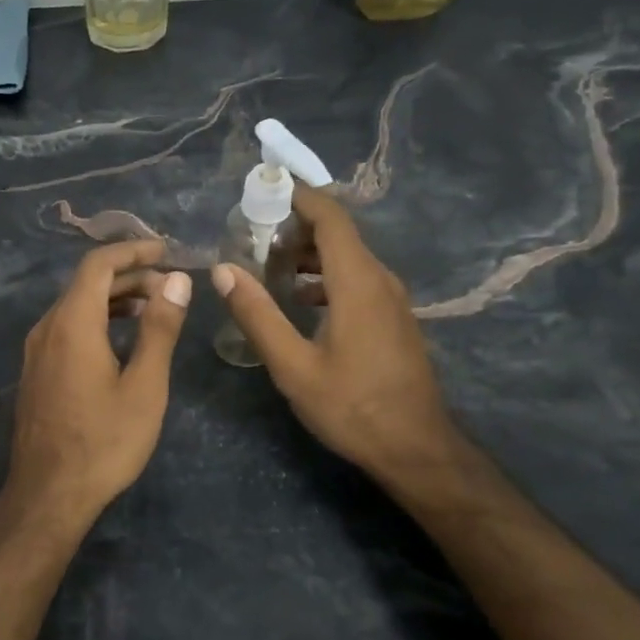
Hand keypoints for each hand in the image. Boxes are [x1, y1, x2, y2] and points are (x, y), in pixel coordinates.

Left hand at [2, 239, 192, 534]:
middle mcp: (47, 327)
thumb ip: (160, 329)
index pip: (98, 264)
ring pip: (76, 306)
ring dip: (114, 298)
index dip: (133, 250)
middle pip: (86, 283)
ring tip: (154, 308)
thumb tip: (177, 281)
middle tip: (170, 286)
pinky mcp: (36, 372)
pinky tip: (122, 340)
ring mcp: (37, 351)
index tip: (165, 250)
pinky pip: (67, 328)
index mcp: (73, 323)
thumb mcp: (144, 385)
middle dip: (129, 276)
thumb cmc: (104, 441)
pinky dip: (98, 319)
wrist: (48, 494)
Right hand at [212, 188, 458, 487]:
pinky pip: (357, 278)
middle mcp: (379, 278)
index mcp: (357, 281)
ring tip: (269, 269)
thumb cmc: (352, 406)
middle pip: (338, 233)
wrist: (416, 448)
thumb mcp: (293, 366)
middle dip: (294, 227)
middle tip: (252, 239)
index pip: (330, 216)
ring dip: (309, 254)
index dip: (297, 196)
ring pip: (347, 257)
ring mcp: (391, 298)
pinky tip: (300, 301)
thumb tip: (223, 270)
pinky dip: (325, 276)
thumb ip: (258, 315)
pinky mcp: (393, 317)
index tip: (261, 191)